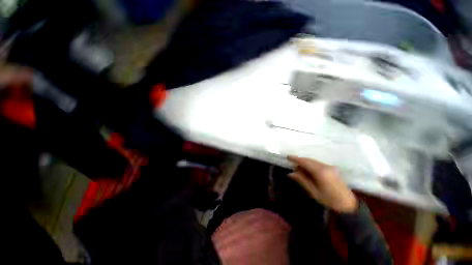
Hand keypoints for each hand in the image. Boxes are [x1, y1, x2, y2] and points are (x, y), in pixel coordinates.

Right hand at [288, 156, 357, 212]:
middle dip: (300, 161)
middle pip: (309, 160)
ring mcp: (330, 167)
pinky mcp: (332, 169)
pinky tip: (308, 171)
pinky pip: (318, 163)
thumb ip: (302, 180)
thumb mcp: (313, 192)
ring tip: (299, 170)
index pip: (305, 162)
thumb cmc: (329, 200)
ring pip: (313, 161)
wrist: (348, 205)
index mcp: (320, 172)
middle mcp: (325, 166)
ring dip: (305, 163)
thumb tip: (290, 173)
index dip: (296, 159)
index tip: (288, 157)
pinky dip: (311, 165)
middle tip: (293, 166)